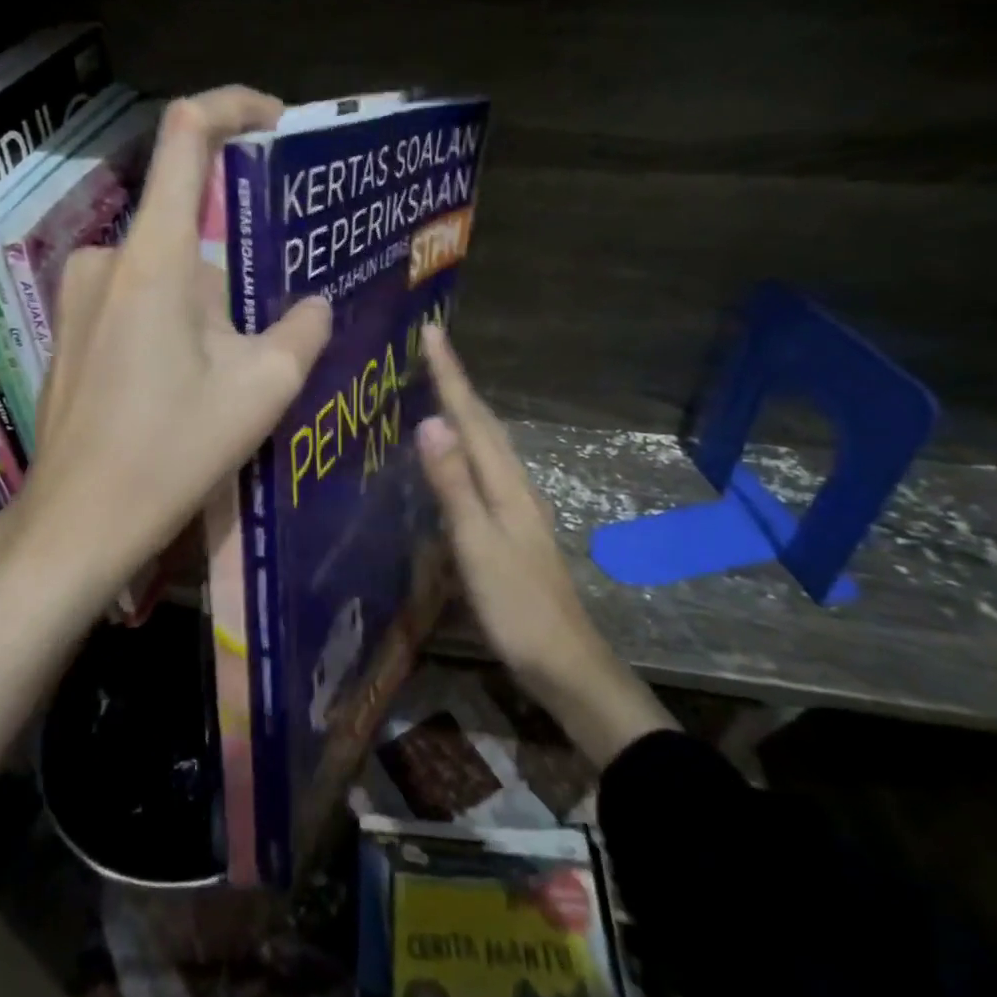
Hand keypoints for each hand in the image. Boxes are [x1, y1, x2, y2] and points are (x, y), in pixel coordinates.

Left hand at [0, 87, 332, 781]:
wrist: (75, 523)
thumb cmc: (169, 453)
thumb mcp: (260, 392)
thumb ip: (301, 332)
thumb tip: (316, 305)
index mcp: (156, 257)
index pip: (186, 135)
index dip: (233, 106)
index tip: (276, 124)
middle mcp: (109, 257)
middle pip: (189, 223)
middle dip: (240, 260)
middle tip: (283, 306)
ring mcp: (80, 292)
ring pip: (168, 270)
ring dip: (210, 302)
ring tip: (242, 362)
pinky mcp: (71, 327)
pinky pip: (137, 297)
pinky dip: (176, 318)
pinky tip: (192, 380)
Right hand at [415, 324, 675, 769]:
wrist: (565, 664)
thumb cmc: (517, 607)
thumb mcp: (478, 545)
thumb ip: (454, 485)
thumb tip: (430, 422)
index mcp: (505, 484)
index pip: (472, 417)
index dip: (450, 375)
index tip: (432, 332)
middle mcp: (513, 485)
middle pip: (483, 423)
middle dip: (457, 383)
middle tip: (430, 349)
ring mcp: (516, 507)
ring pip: (486, 444)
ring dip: (463, 411)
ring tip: (436, 388)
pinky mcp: (511, 528)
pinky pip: (483, 469)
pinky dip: (466, 446)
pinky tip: (453, 458)